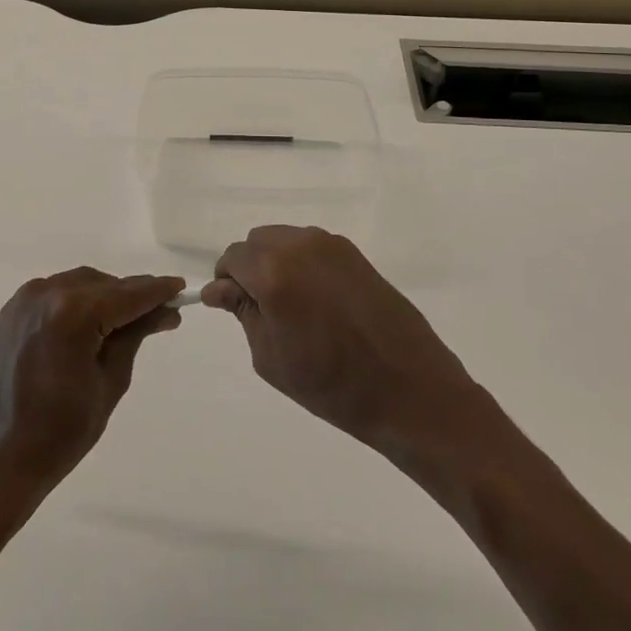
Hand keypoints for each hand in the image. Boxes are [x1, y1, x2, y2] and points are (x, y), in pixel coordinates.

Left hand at [0, 269, 184, 512]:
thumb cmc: (61, 433)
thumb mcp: (110, 383)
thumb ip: (135, 335)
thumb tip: (165, 310)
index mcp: (73, 313)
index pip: (127, 294)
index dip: (157, 291)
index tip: (181, 289)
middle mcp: (47, 294)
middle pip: (104, 284)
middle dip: (131, 297)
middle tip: (160, 316)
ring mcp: (25, 301)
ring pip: (80, 285)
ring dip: (105, 298)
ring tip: (127, 324)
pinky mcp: (12, 313)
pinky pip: (56, 295)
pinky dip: (78, 303)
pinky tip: (91, 326)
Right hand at [203, 226, 481, 452]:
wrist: (410, 391)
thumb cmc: (332, 386)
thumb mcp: (271, 358)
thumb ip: (243, 313)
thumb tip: (221, 289)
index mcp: (274, 273)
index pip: (233, 257)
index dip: (226, 281)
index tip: (232, 306)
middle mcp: (300, 246)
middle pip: (258, 241)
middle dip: (251, 268)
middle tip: (263, 310)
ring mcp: (332, 245)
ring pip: (286, 240)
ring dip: (277, 263)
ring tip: (294, 307)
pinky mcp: (355, 254)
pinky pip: (313, 247)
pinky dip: (304, 264)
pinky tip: (320, 302)